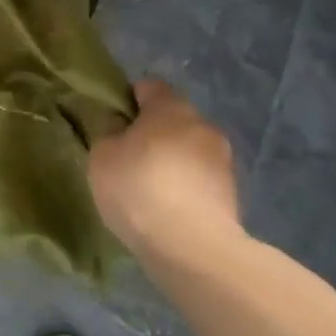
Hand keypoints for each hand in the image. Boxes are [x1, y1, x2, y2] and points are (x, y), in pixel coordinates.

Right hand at [88, 80, 239, 257]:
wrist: (193, 248)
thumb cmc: (139, 189)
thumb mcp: (102, 156)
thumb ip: (109, 132)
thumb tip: (121, 125)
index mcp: (170, 107)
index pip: (149, 87)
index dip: (130, 101)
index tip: (115, 125)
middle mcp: (202, 124)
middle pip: (173, 118)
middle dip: (154, 133)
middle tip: (130, 159)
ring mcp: (222, 159)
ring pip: (190, 149)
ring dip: (173, 161)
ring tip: (151, 190)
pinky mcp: (233, 193)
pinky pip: (201, 178)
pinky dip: (187, 186)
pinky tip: (170, 210)